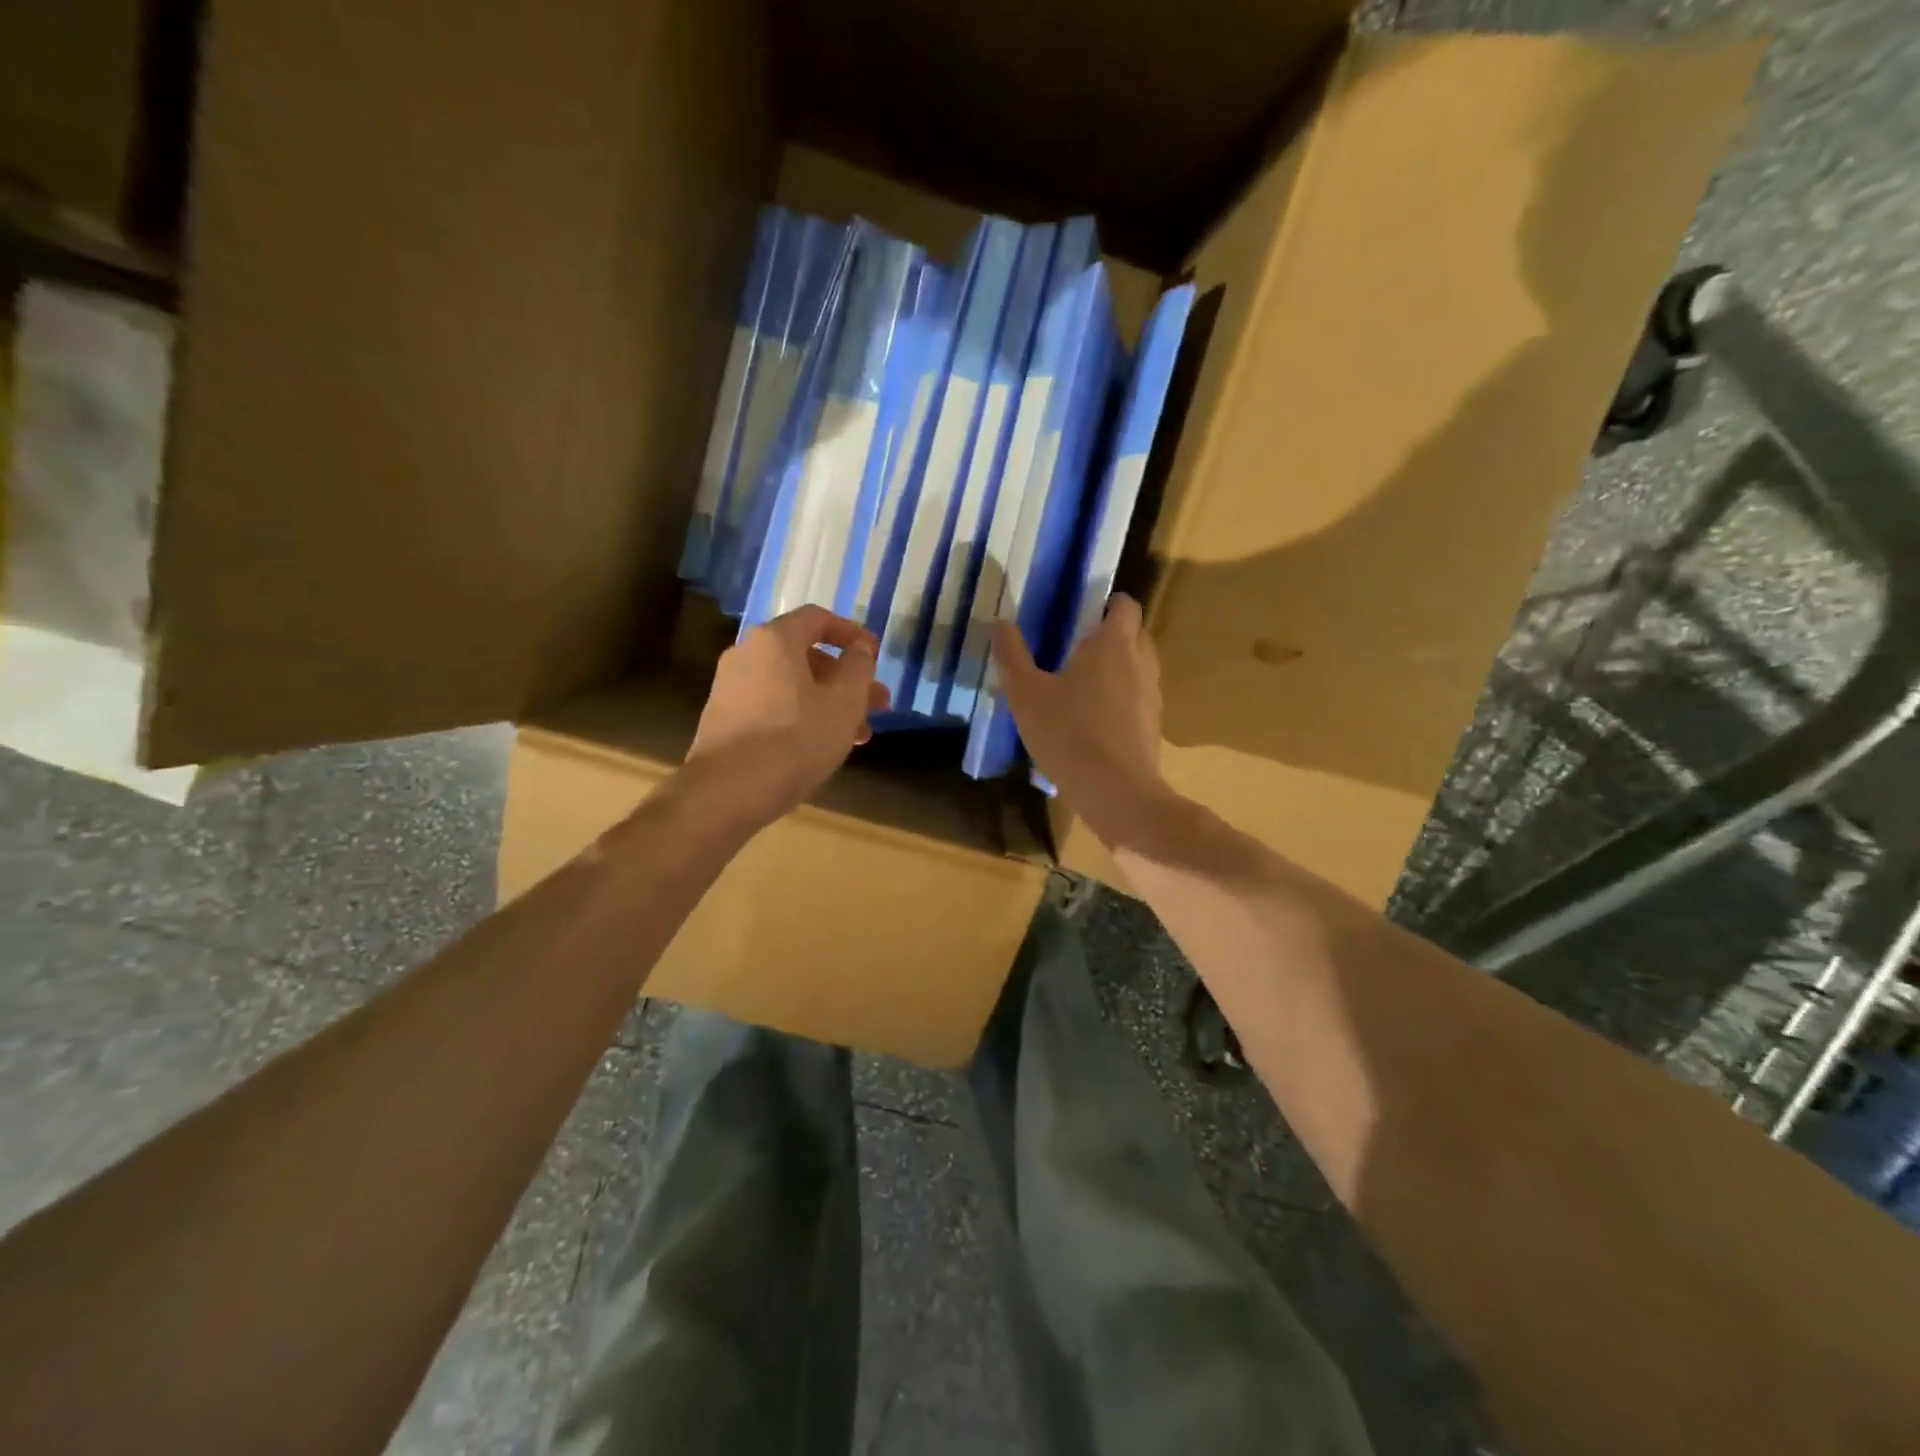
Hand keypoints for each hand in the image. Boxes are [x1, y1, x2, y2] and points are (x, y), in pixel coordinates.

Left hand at [685, 605, 889, 826]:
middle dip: (846, 679)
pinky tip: (820, 746)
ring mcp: (730, 688)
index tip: (874, 653)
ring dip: (828, 703)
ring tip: (856, 736)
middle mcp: (747, 654)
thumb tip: (861, 648)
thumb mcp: (844, 703)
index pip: (817, 619)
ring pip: (792, 686)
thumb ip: (859, 668)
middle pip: (806, 656)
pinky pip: (772, 706)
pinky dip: (801, 716)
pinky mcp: (724, 719)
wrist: (727, 791)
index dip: (851, 633)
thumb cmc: (795, 739)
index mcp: (775, 640)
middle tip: (877, 705)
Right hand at [991, 594, 1168, 843]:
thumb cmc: (1068, 734)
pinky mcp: (1154, 725)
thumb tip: (1000, 622)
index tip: (1081, 614)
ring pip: (1138, 666)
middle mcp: (1141, 660)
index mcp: (1113, 643)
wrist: (1116, 792)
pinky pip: (1139, 697)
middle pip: (1134, 633)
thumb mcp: (1026, 695)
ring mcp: (1152, 694)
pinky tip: (1095, 720)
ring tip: (1083, 686)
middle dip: (1110, 635)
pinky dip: (1122, 698)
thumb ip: (1012, 656)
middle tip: (1075, 649)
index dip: (1106, 603)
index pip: (1124, 605)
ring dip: (1117, 667)